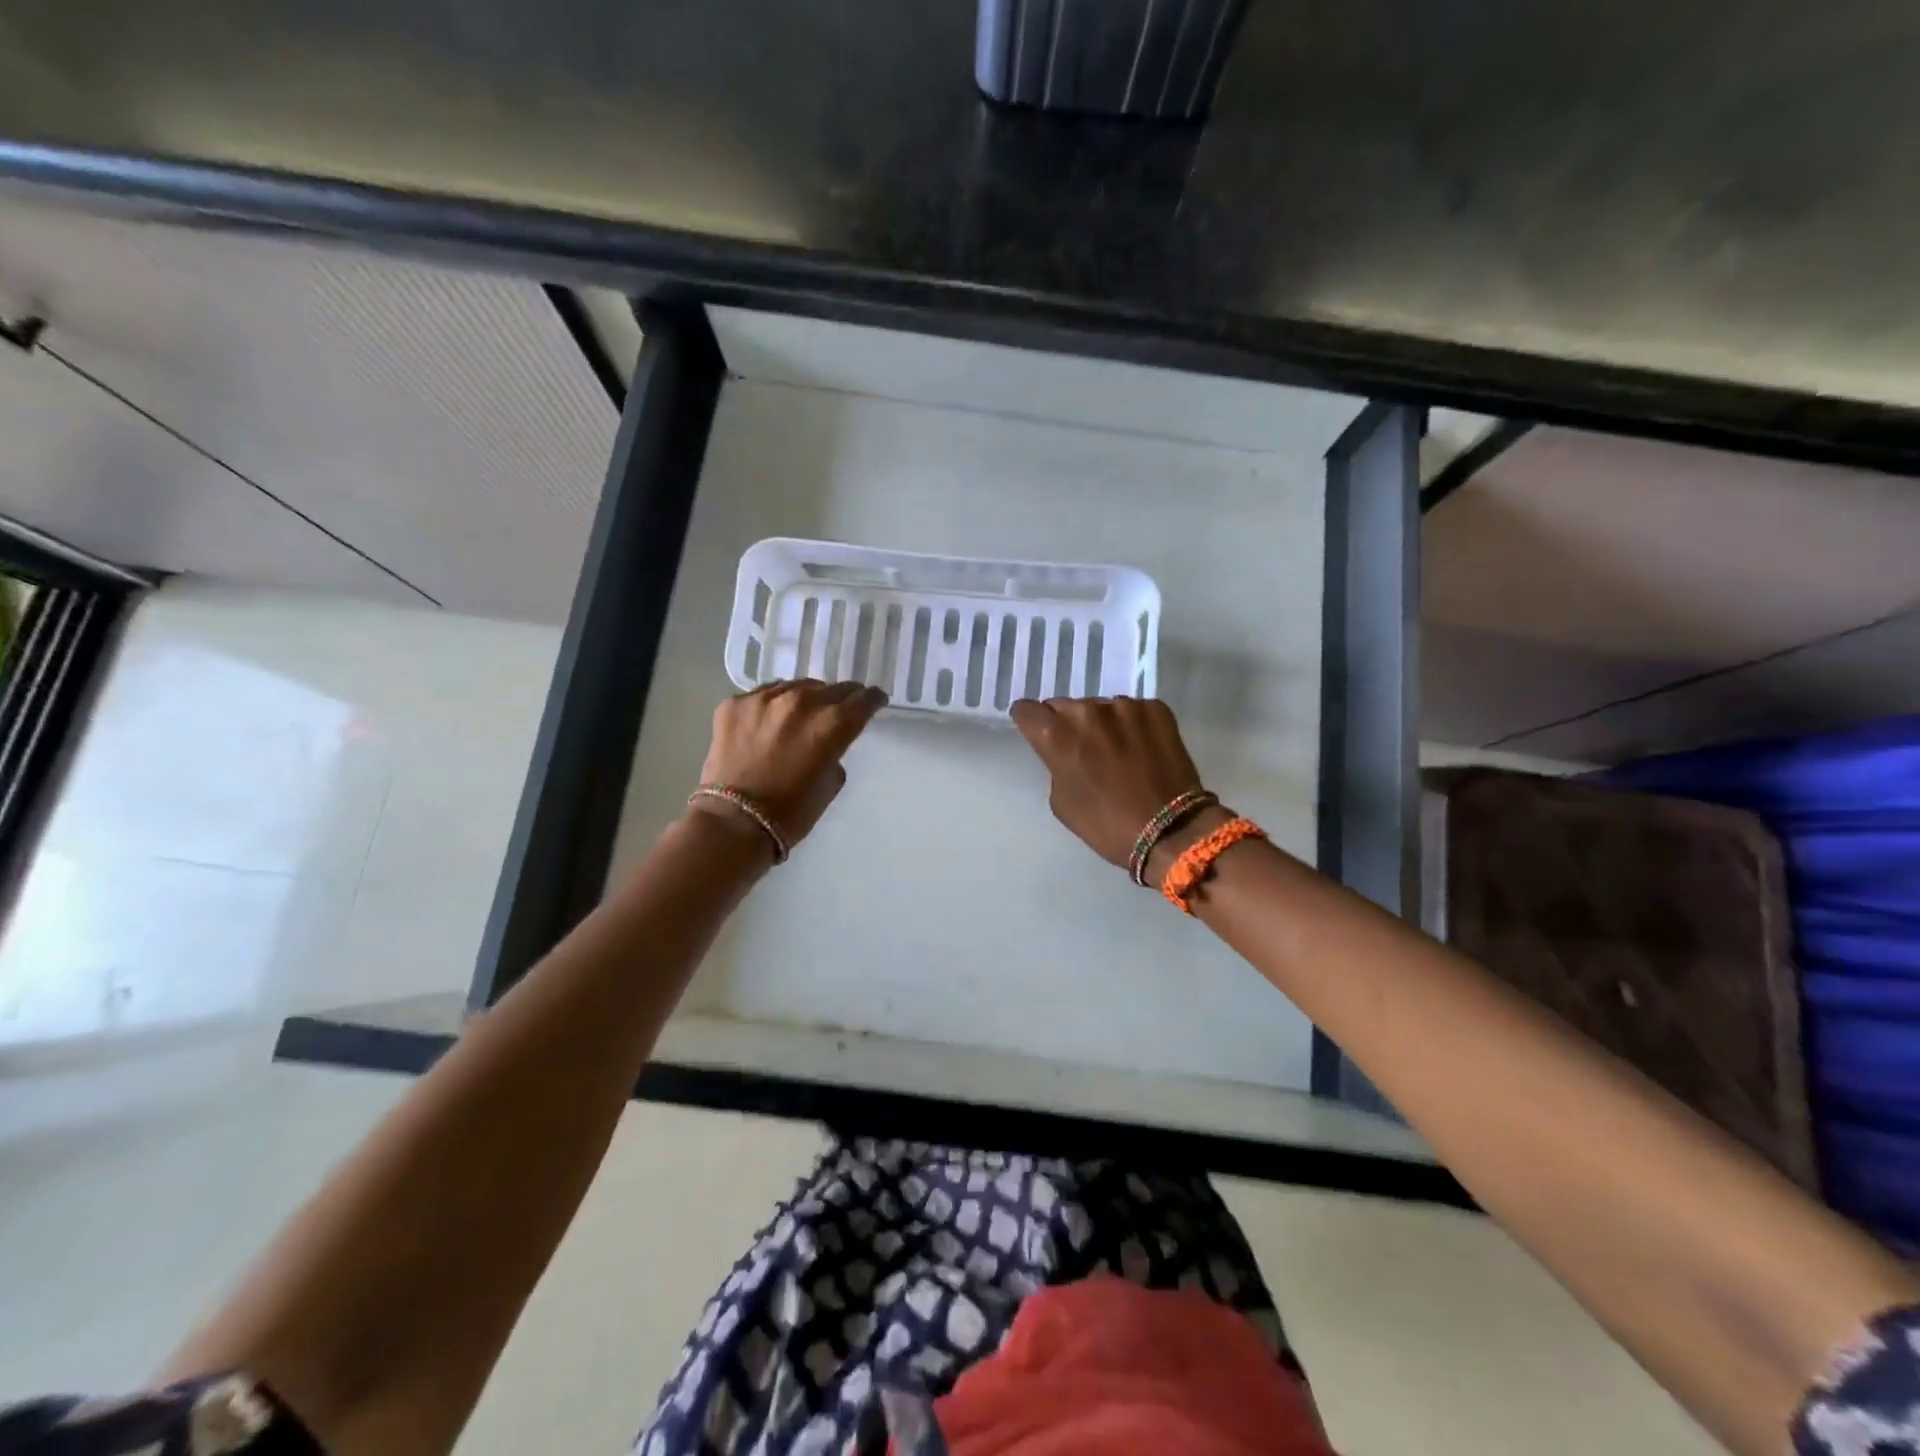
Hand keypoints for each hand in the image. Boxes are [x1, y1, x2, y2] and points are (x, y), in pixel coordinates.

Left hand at [694, 680, 887, 850]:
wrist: (733, 822)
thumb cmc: (791, 812)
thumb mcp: (830, 783)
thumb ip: (835, 752)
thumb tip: (828, 741)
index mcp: (832, 723)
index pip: (863, 699)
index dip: (872, 700)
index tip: (874, 702)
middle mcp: (802, 701)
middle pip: (832, 688)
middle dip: (841, 698)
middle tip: (840, 708)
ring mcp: (765, 698)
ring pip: (796, 686)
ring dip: (805, 698)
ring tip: (802, 712)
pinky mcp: (735, 703)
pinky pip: (763, 694)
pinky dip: (772, 705)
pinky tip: (769, 721)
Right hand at [1009, 696, 1208, 868]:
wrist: (1171, 830)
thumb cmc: (1106, 825)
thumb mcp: (1062, 802)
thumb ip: (1056, 766)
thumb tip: (1067, 751)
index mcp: (1056, 734)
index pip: (1027, 710)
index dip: (1031, 722)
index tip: (1039, 733)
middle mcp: (1087, 711)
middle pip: (1065, 706)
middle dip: (1068, 724)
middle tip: (1083, 750)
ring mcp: (1124, 706)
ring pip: (1101, 707)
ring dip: (1103, 724)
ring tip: (1118, 752)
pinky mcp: (1155, 709)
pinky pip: (1134, 711)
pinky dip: (1134, 726)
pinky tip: (1143, 750)